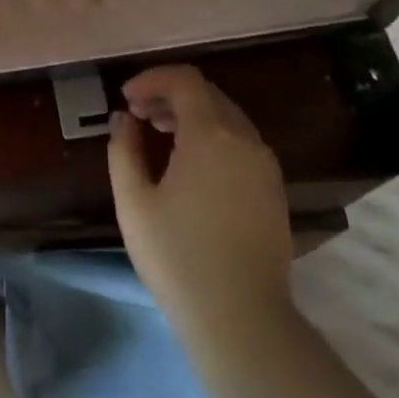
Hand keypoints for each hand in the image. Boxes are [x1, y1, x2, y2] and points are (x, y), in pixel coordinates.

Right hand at [107, 65, 293, 335]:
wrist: (242, 318)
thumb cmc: (178, 257)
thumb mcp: (134, 202)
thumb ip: (124, 149)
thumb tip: (124, 118)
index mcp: (211, 134)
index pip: (184, 80)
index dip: (152, 79)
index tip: (126, 98)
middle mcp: (244, 138)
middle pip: (207, 94)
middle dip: (169, 95)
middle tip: (138, 115)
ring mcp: (265, 163)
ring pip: (227, 117)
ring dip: (192, 115)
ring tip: (160, 135)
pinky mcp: (274, 188)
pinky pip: (241, 142)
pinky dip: (213, 136)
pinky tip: (191, 164)